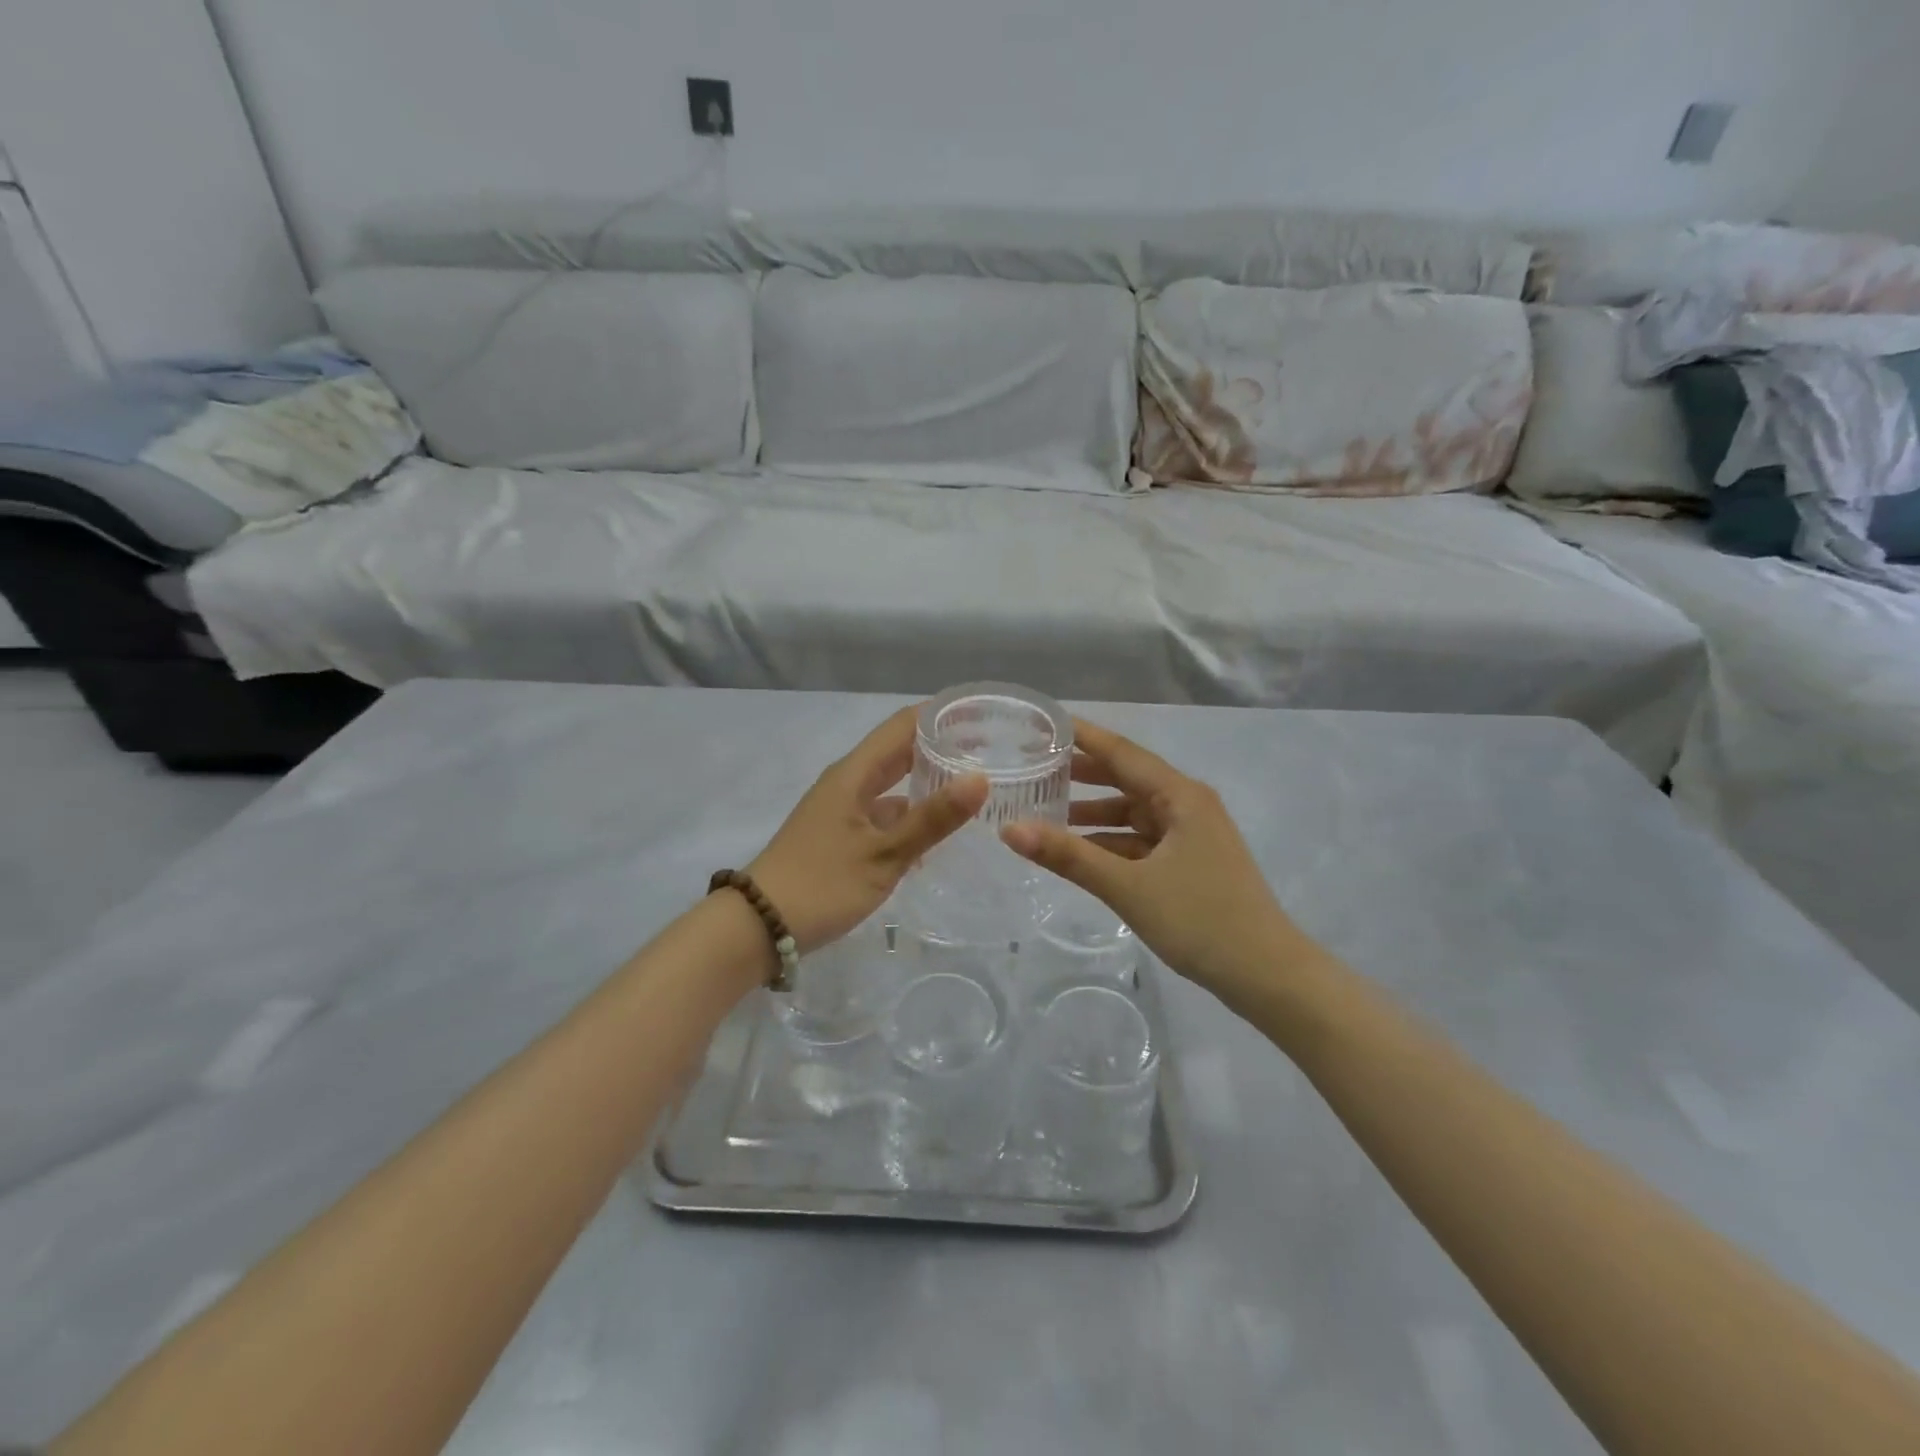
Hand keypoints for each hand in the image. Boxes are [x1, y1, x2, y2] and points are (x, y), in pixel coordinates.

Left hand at [749, 706, 987, 953]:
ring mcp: (842, 809)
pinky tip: (937, 833)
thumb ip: (932, 818)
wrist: (759, 926)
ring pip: (892, 785)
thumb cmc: (822, 884)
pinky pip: (883, 813)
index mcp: (854, 773)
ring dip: (927, 783)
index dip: (939, 715)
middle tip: (989, 751)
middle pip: (898, 751)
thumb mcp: (884, 854)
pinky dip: (910, 816)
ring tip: (973, 788)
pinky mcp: (841, 835)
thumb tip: (980, 778)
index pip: (902, 725)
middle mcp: (848, 782)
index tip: (981, 716)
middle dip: (940, 748)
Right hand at [1001, 718, 1317, 998]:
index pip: (1121, 752)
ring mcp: (1191, 835)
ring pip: (1132, 812)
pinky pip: (1141, 840)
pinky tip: (1080, 851)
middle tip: (1033, 767)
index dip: (1081, 736)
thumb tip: (1009, 829)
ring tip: (1044, 811)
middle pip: (1126, 778)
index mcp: (1180, 796)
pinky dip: (1110, 841)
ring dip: (1093, 812)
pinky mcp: (1190, 862)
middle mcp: (1187, 805)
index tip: (1042, 723)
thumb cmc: (1201, 920)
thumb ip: (1068, 856)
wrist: (1267, 975)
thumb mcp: (1127, 886)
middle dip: (1081, 774)